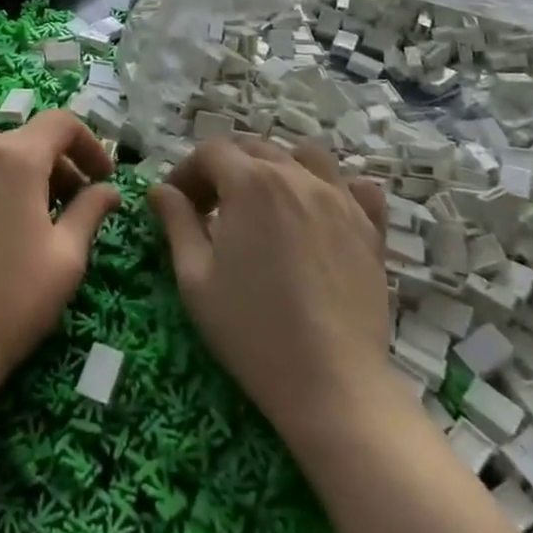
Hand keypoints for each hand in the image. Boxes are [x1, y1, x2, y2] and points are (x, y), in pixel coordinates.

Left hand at [0, 110, 119, 406]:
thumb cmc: (10, 302)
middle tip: (71, 205)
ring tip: (30, 217)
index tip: (103, 178)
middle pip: (26, 138)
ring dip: (20, 172)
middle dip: (57, 163)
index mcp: (15, 159)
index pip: (61, 123)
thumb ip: (91, 211)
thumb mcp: (66, 258)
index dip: (89, 144)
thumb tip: (109, 190)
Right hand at [150, 138, 390, 440]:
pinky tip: (321, 213)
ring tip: (265, 204)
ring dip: (276, 168)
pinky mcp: (371, 228)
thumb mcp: (195, 278)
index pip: (211, 153)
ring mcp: (340, 199)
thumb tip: (161, 191)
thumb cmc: (252, 331)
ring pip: (304, 157)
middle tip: (210, 210)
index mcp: (250, 183)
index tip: (176, 204)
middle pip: (254, 148)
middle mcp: (297, 177)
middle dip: (225, 170)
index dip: (187, 172)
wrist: (332, 384)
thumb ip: (177, 223)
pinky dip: (336, 188)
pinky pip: (356, 187)